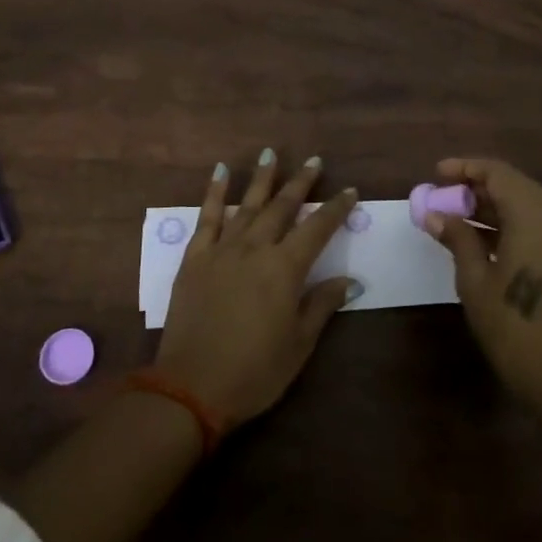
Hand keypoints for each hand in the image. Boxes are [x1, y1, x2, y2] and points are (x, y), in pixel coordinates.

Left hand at [154, 150, 361, 426]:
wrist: (191, 387)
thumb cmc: (254, 371)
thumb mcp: (298, 344)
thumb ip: (322, 305)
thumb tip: (350, 280)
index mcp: (284, 269)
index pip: (317, 229)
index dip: (335, 209)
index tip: (350, 191)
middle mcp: (255, 249)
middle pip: (282, 207)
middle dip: (301, 182)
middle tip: (314, 161)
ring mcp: (222, 250)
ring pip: (247, 204)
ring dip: (262, 178)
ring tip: (272, 153)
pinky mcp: (194, 258)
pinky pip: (207, 218)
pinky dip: (215, 193)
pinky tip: (221, 172)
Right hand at [425, 157, 541, 416]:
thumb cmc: (513, 329)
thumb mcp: (475, 282)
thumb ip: (458, 239)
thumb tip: (435, 214)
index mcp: (536, 220)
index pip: (500, 175)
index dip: (467, 168)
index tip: (437, 173)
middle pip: (517, 185)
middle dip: (479, 186)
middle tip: (445, 196)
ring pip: (530, 204)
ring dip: (495, 204)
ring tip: (457, 215)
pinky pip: (540, 224)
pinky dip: (513, 222)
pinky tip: (484, 237)